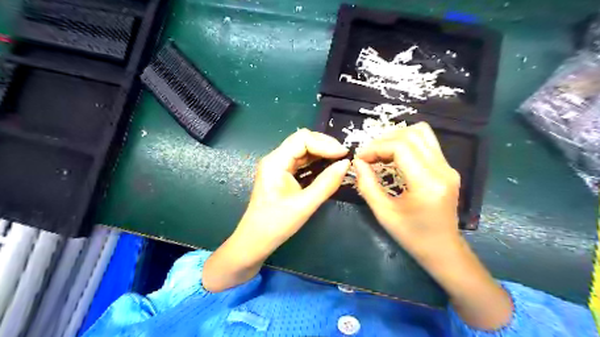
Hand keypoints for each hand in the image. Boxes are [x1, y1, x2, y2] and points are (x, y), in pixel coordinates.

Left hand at [203, 130, 349, 292]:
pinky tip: (328, 168)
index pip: (302, 139)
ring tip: (340, 162)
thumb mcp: (305, 204)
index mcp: (275, 162)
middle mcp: (275, 158)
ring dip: (322, 154)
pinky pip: (301, 162)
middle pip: (303, 141)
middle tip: (344, 157)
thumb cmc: (276, 224)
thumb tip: (346, 164)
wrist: (256, 241)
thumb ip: (326, 183)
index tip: (344, 155)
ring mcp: (278, 166)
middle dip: (325, 146)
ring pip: (303, 150)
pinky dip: (316, 163)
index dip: (325, 144)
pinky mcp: (282, 174)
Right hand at [353, 123, 512, 329]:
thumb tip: (357, 162)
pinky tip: (393, 156)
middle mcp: (442, 170)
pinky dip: (406, 143)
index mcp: (427, 183)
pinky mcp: (447, 168)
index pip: (400, 147)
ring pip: (422, 133)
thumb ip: (367, 184)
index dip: (376, 147)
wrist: (443, 250)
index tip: (360, 158)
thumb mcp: (383, 213)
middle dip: (384, 140)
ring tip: (379, 152)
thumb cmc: (412, 236)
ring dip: (396, 137)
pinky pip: (426, 143)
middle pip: (411, 134)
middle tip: (367, 155)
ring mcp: (448, 167)